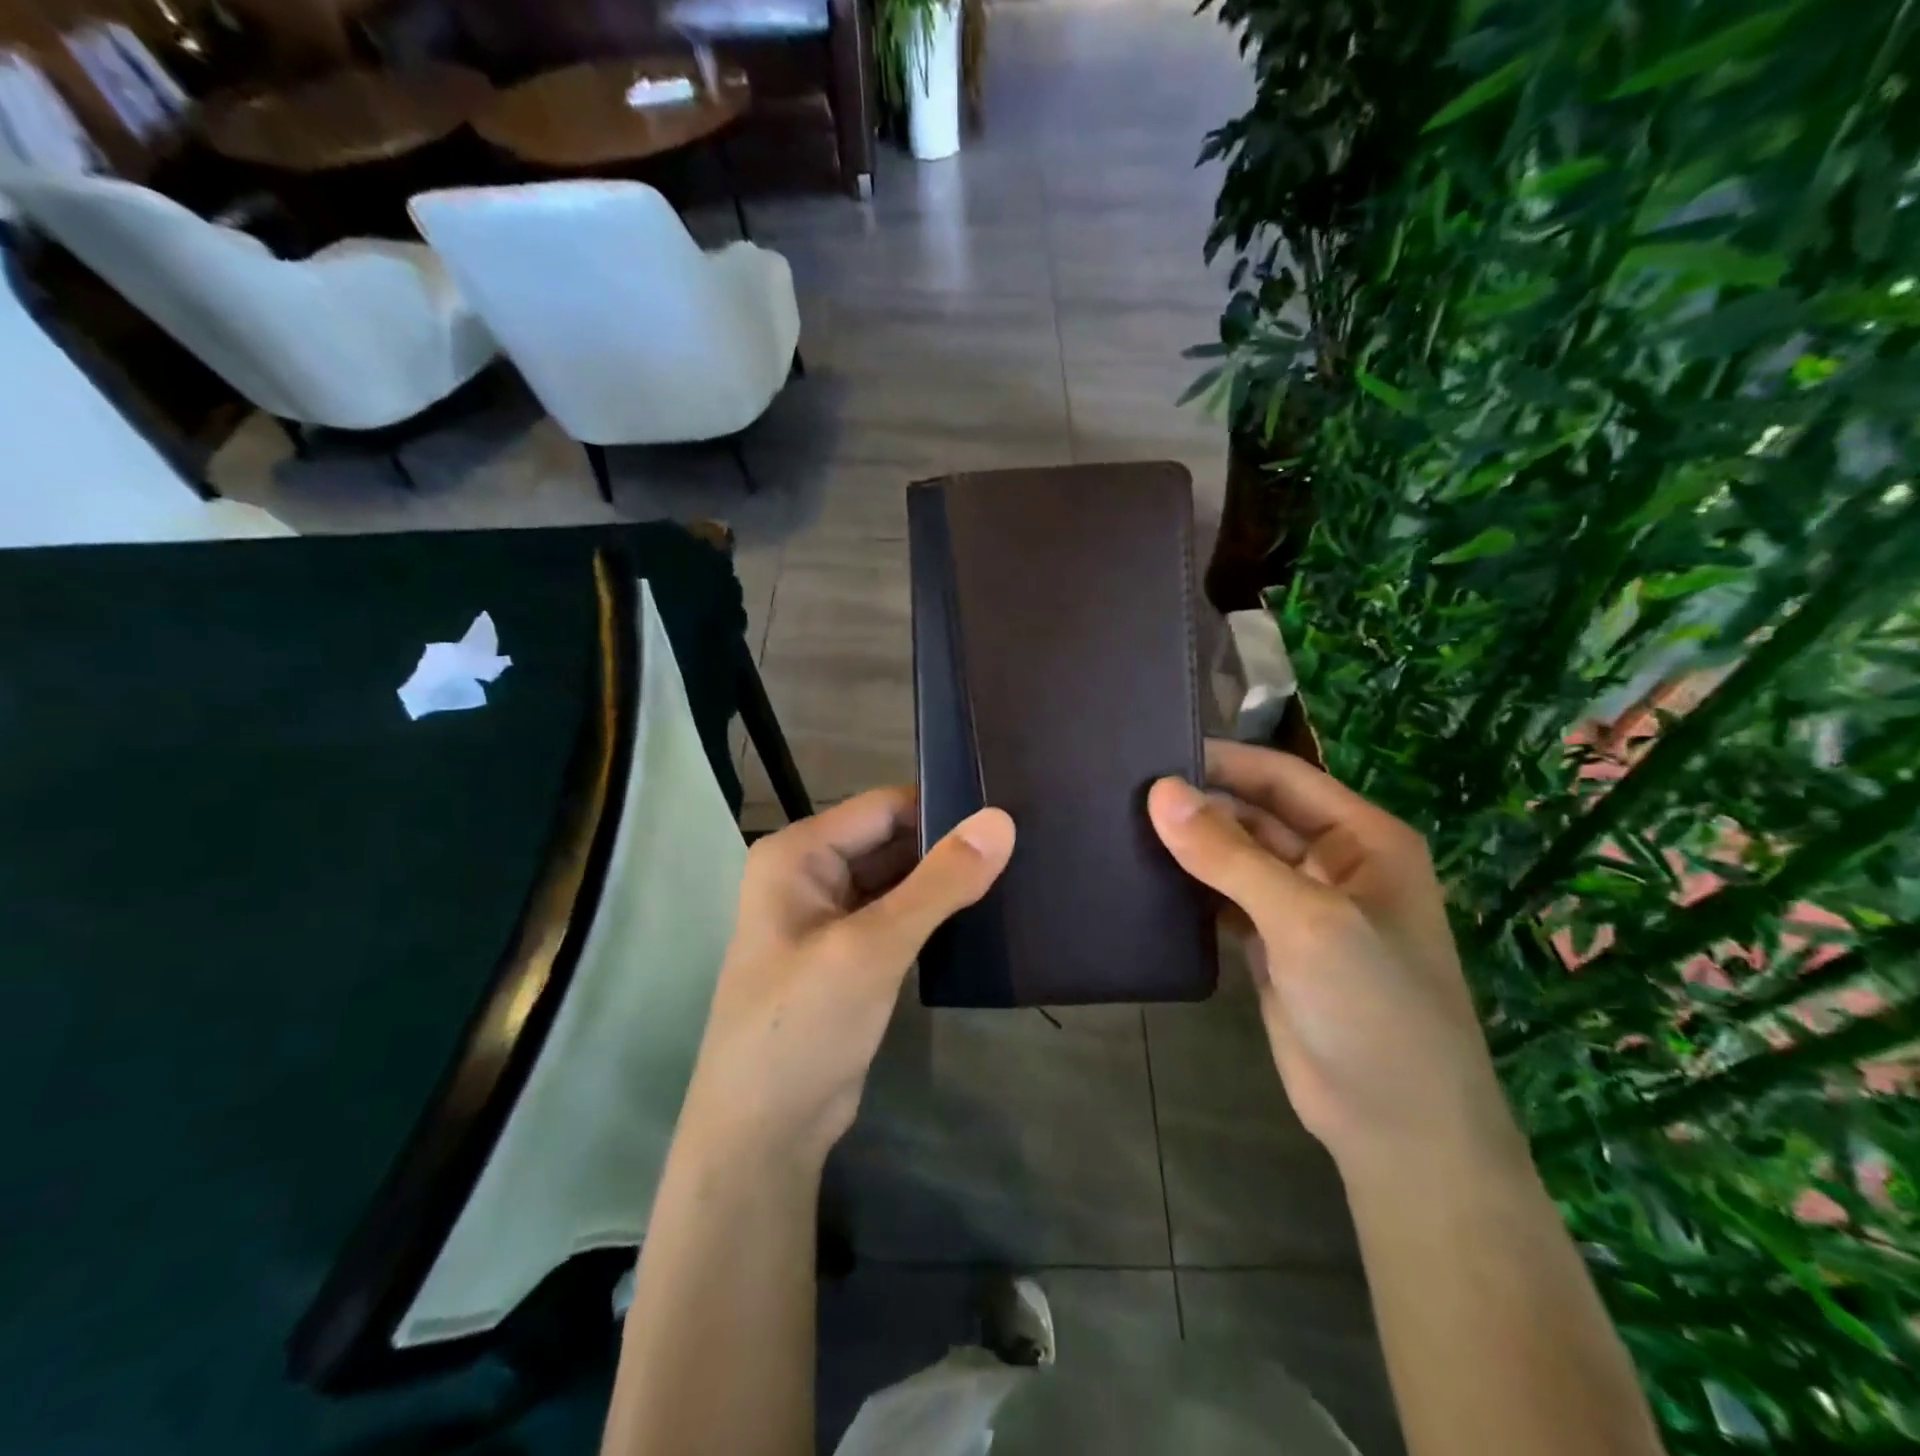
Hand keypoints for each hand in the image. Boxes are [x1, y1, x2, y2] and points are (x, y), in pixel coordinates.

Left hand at [677, 787, 1015, 1172]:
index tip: (1008, 812)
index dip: (942, 806)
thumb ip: (939, 883)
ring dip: (945, 880)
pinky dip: (935, 913)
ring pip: (899, 879)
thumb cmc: (803, 1026)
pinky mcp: (851, 953)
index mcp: (799, 854)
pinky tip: (984, 914)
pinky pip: (899, 915)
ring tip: (1017, 871)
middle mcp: (810, 874)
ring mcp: (830, 916)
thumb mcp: (873, 948)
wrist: (764, 1133)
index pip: (883, 808)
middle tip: (1024, 843)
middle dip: (948, 845)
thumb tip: (1001, 820)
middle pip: (892, 840)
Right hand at [1147, 740, 1518, 1179]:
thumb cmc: (1372, 1007)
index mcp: (1362, 838)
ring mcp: (1300, 907)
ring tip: (1120, 826)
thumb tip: (1159, 792)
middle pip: (1254, 814)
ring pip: (1235, 857)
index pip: (1281, 776)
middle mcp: (1332, 863)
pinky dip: (1190, 887)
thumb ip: (1230, 855)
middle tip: (1120, 793)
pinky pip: (1223, 898)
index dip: (1221, 761)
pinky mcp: (1271, 945)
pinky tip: (1144, 878)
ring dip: (1190, 845)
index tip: (1151, 751)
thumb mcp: (1305, 920)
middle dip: (1198, 804)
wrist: (1396, 1129)